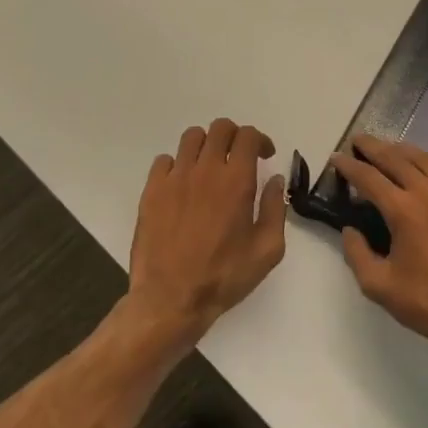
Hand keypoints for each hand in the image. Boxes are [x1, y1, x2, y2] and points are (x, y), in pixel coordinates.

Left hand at [127, 119, 286, 347]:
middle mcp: (205, 170)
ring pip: (191, 138)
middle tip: (240, 158)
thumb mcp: (267, 250)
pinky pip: (164, 160)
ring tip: (210, 167)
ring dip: (207, 145)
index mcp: (237, 181)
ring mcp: (174, 178)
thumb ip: (276, 208)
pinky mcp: (151, 191)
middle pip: (220, 128)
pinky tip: (183, 185)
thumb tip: (276, 180)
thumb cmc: (224, 277)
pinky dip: (178, 165)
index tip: (264, 157)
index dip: (260, 140)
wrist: (171, 299)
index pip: (248, 137)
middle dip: (235, 137)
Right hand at [329, 135, 427, 369]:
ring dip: (405, 152)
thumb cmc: (425, 302)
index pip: (370, 178)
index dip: (350, 167)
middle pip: (398, 159)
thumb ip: (356, 253)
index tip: (337, 158)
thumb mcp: (378, 285)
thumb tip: (350, 230)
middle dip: (375, 148)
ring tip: (391, 149)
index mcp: (404, 210)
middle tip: (359, 141)